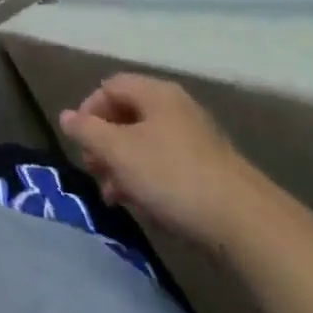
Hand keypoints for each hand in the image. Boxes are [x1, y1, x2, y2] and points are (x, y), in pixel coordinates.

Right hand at [58, 74, 270, 249]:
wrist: (247, 225)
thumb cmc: (173, 177)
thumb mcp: (119, 153)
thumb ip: (88, 132)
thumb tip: (65, 116)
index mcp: (155, 93)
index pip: (109, 87)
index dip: (88, 111)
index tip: (80, 144)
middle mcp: (177, 107)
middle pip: (129, 116)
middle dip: (106, 145)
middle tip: (96, 174)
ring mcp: (198, 140)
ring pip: (148, 145)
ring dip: (126, 168)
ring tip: (118, 199)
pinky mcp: (213, 173)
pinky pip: (170, 167)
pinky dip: (152, 182)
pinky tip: (149, 210)